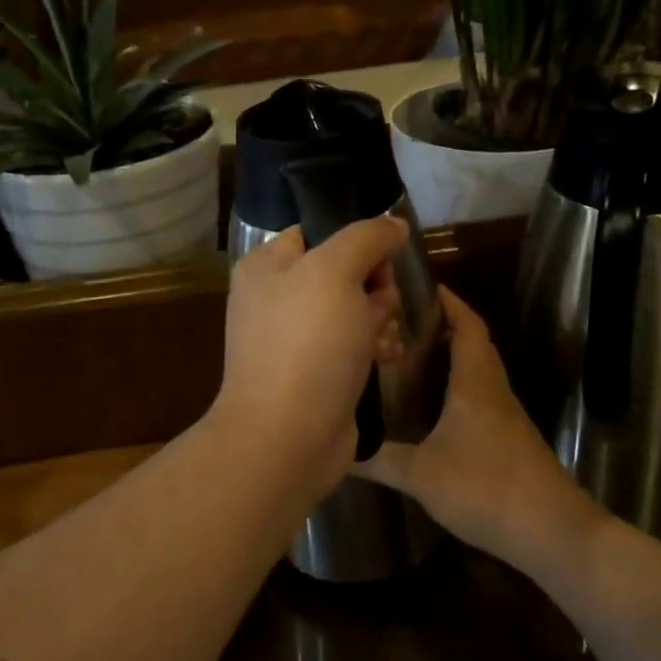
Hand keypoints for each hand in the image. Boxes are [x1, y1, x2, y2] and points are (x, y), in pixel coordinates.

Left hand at [212, 217, 410, 498]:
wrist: (288, 437)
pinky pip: (353, 346)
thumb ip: (366, 237)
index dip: (357, 241)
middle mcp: (277, 298)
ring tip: (382, 341)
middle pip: (344, 271)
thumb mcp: (335, 272)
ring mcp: (295, 339)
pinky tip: (386, 360)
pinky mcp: (316, 373)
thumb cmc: (307, 344)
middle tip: (380, 306)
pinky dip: (373, 349)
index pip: (318, 231)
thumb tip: (394, 224)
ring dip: (379, 320)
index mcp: (267, 266)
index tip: (384, 258)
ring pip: (355, 310)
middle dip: (373, 287)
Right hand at [356, 287, 602, 567]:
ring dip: (452, 353)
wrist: (553, 533)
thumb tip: (337, 448)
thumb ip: (379, 460)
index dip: (448, 301)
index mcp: (475, 382)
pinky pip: (481, 394)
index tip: (419, 285)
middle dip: (444, 323)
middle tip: (403, 318)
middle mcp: (493, 389)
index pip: (466, 325)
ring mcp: (505, 414)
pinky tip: (435, 403)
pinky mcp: (509, 437)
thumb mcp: (422, 475)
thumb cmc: (487, 489)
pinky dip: (459, 383)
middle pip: (473, 342)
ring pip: (479, 368)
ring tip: (411, 352)